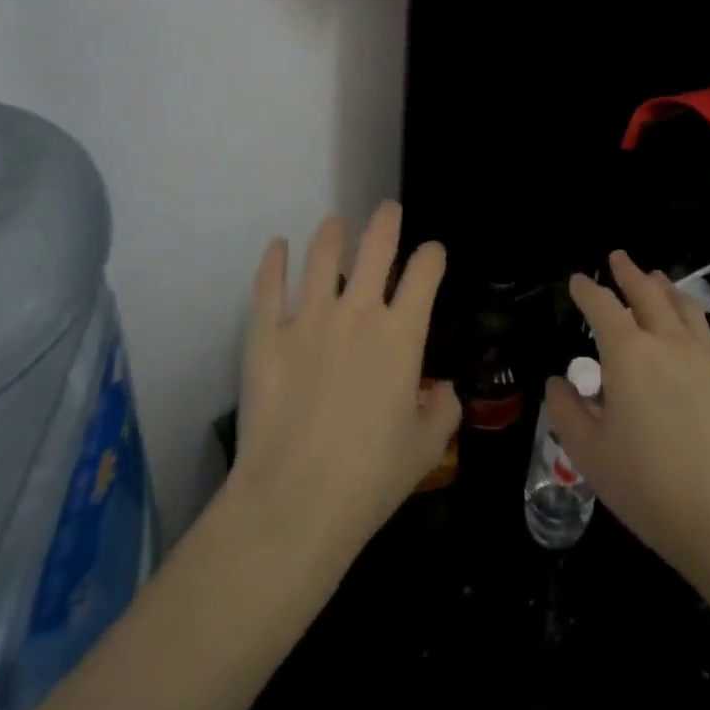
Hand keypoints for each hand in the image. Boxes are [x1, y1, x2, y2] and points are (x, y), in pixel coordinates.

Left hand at [230, 202, 460, 568]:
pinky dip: (273, 261)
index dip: (432, 256)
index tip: (432, 253)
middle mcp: (358, 313)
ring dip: (331, 233)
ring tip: (334, 223)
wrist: (296, 500)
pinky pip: (269, 286)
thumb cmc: (370, 478)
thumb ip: (442, 411)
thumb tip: (442, 390)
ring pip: (321, 256)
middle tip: (387, 209)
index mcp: (402, 336)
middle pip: (376, 247)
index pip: (425, 274)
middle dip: (386, 222)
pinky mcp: (267, 335)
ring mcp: (308, 319)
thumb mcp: (425, 449)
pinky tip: (277, 246)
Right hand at [545, 251, 709, 592]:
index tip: (577, 280)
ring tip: (660, 279)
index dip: (586, 289)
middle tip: (619, 258)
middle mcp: (670, 343)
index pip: (601, 306)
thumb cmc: (651, 488)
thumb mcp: (589, 454)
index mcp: (628, 354)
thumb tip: (558, 381)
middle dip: (630, 273)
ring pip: (689, 309)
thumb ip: (566, 411)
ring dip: (670, 289)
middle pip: (648, 294)